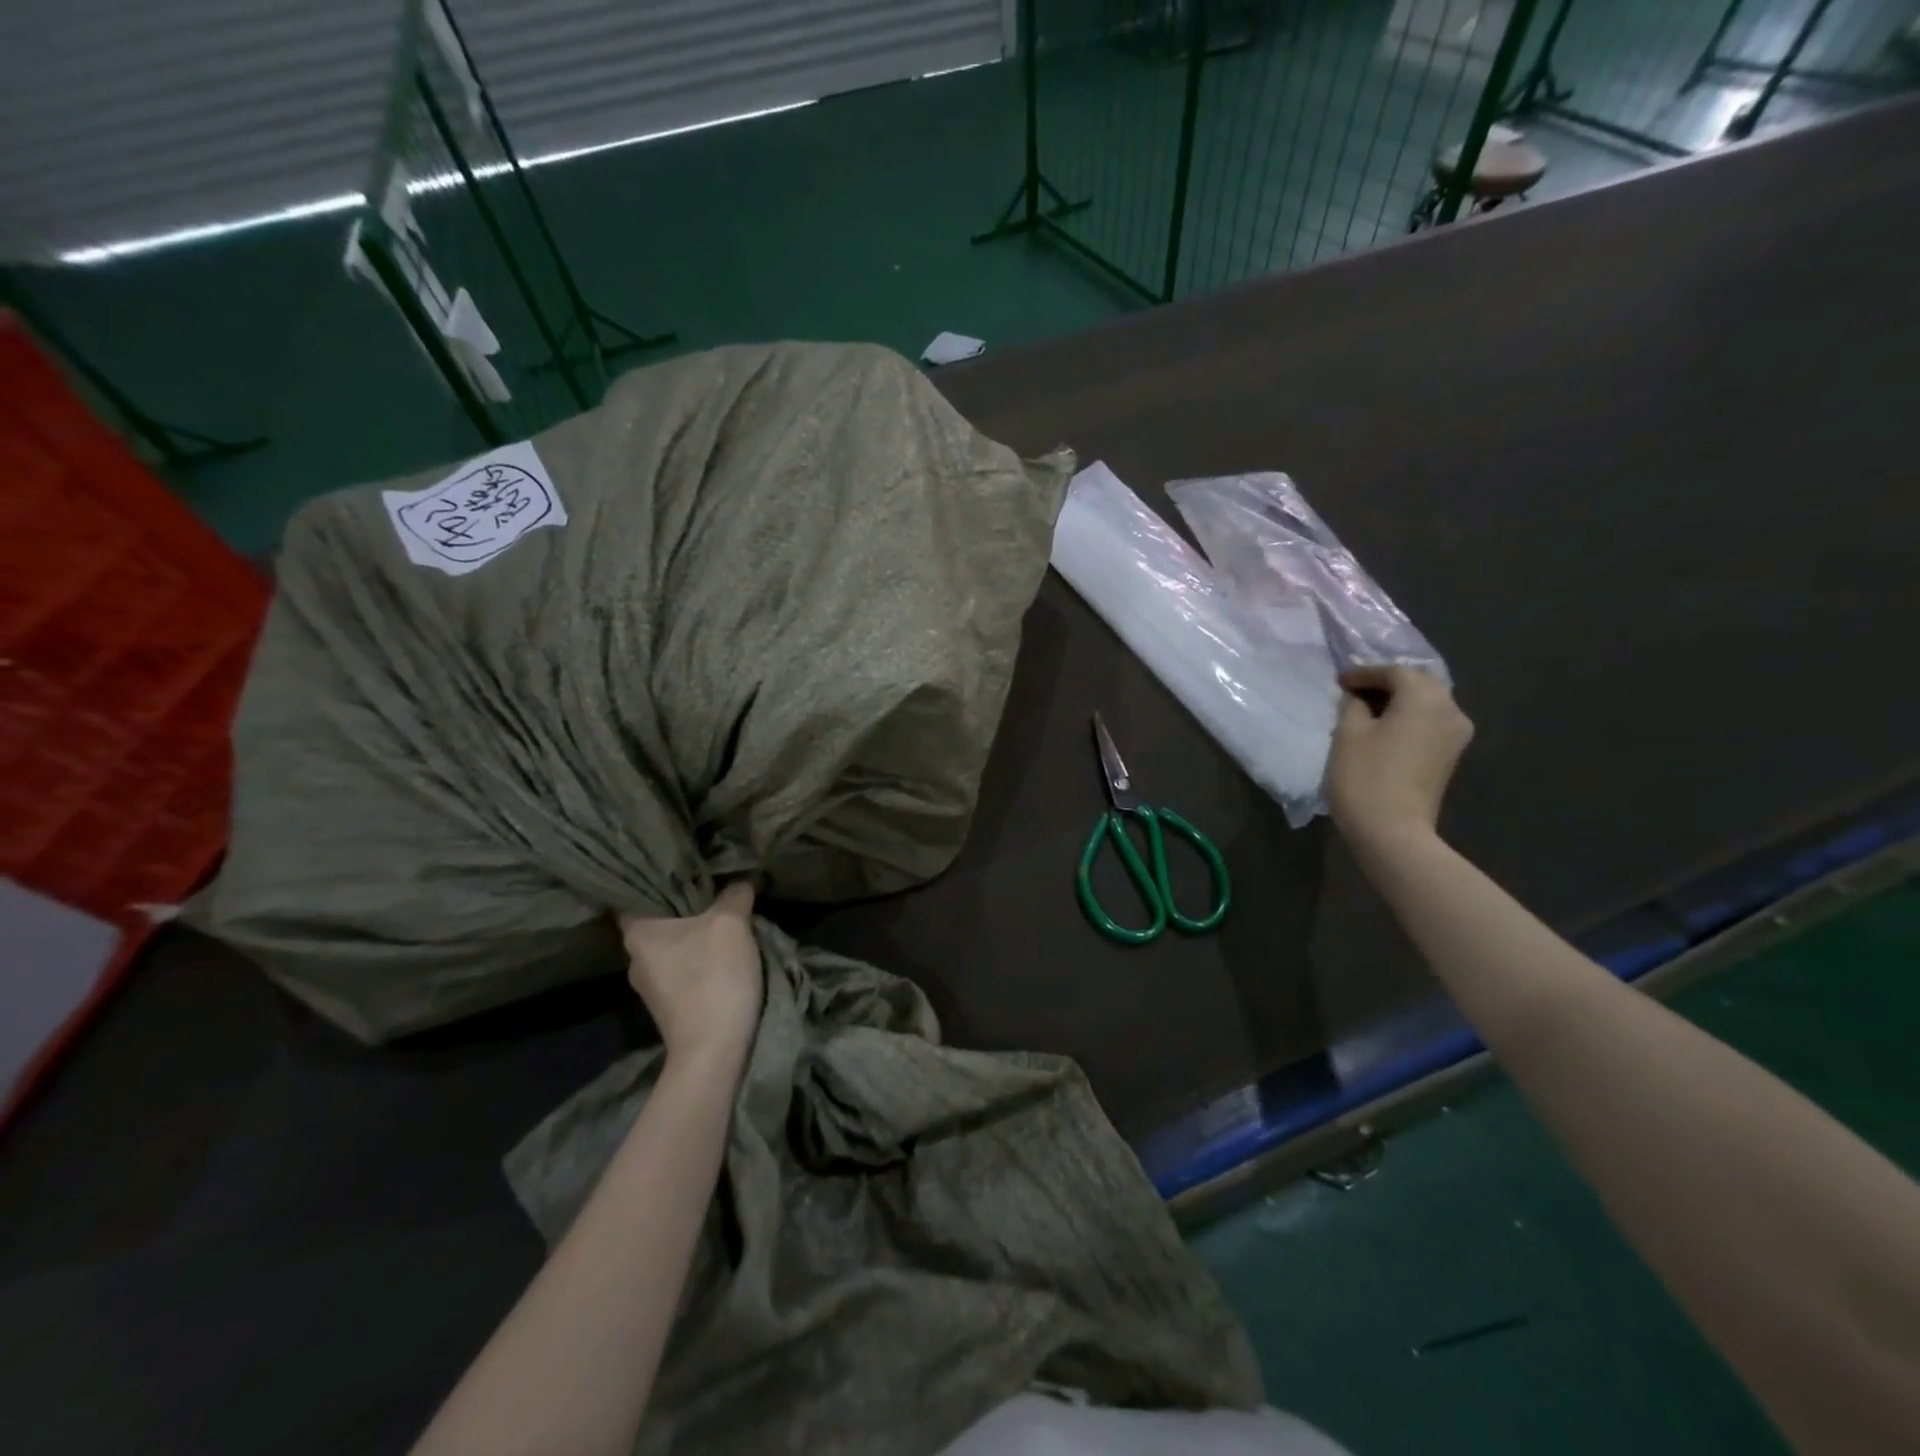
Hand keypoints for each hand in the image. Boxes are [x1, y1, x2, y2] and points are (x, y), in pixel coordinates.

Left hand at [618, 882, 763, 1060]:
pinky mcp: (670, 1006)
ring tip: (722, 918)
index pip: (634, 894)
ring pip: (671, 945)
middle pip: (658, 920)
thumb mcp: (731, 923)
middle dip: (683, 906)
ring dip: (693, 934)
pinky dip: (698, 958)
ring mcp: (650, 987)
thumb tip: (741, 879)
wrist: (714, 1050)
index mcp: (637, 933)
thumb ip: (735, 894)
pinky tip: (721, 952)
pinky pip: (682, 968)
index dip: (655, 878)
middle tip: (712, 886)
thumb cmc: (712, 976)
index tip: (681, 865)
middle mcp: (634, 958)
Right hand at [1325, 665, 1473, 847]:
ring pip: (1427, 703)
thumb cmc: (1365, 776)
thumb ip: (1352, 705)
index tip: (1339, 682)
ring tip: (1367, 710)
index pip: (1394, 671)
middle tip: (1354, 691)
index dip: (1364, 673)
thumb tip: (1358, 697)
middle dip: (1386, 684)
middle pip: (1418, 684)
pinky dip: (1408, 718)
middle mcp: (1450, 709)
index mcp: (1425, 698)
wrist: (1393, 830)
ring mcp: (1456, 734)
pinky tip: (1385, 728)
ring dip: (1399, 701)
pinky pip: (1430, 723)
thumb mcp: (1348, 733)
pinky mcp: (1451, 755)